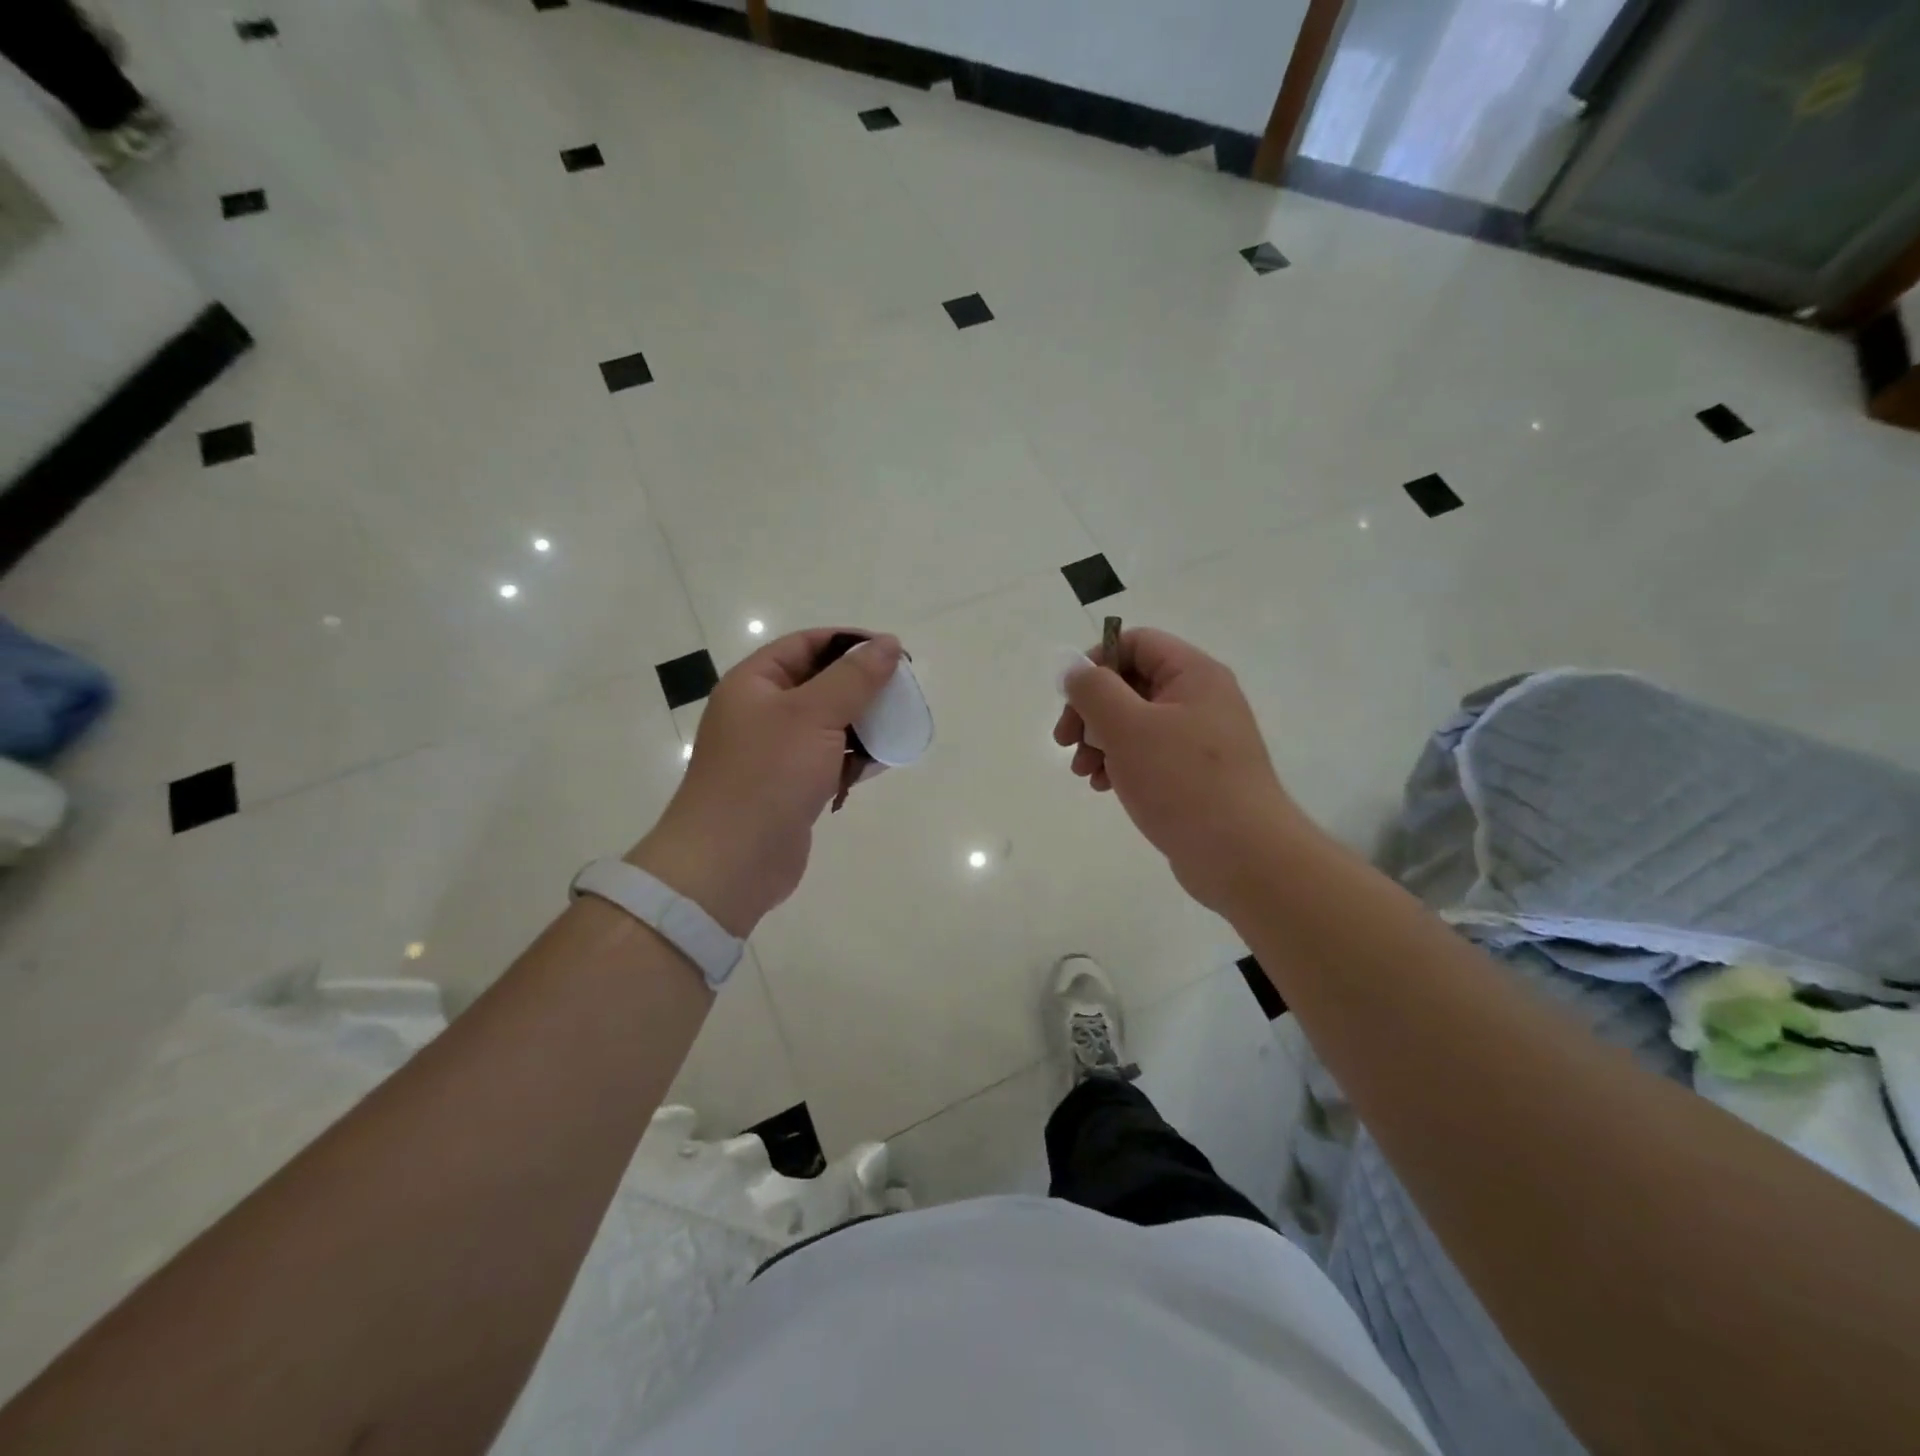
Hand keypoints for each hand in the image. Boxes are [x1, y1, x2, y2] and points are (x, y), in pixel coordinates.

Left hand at [629, 629, 902, 936]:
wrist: (731, 861)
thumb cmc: (768, 775)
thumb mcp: (813, 714)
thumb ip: (854, 677)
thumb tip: (887, 643)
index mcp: (754, 684)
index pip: (806, 644)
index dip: (850, 643)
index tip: (893, 654)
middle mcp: (761, 713)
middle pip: (819, 683)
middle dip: (861, 686)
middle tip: (903, 693)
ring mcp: (775, 753)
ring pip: (827, 724)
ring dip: (862, 724)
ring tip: (899, 727)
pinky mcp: (790, 787)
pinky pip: (828, 760)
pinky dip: (853, 758)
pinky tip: (881, 763)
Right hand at [1053, 628, 1311, 913]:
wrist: (1242, 856)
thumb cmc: (1182, 782)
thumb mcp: (1127, 727)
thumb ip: (1094, 690)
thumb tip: (1075, 669)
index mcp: (1194, 675)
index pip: (1136, 643)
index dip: (1097, 662)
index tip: (1071, 698)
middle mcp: (1201, 699)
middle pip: (1131, 684)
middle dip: (1092, 711)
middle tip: (1065, 741)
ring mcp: (1200, 739)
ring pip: (1135, 723)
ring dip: (1100, 741)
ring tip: (1084, 772)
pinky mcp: (1195, 774)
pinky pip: (1149, 754)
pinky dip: (1121, 764)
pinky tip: (1104, 787)